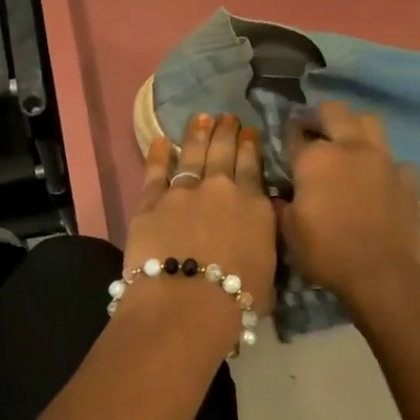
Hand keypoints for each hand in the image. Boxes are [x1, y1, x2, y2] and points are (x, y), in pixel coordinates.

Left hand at [121, 113, 276, 320]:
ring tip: (201, 118)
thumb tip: (260, 223)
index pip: (253, 167)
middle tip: (226, 117)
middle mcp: (221, 189)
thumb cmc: (236, 300)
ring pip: (193, 155)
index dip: (250, 146)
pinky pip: (155, 172)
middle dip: (226, 132)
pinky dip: (158, 154)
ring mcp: (184, 192)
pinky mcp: (151, 202)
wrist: (187, 303)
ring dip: (198, 134)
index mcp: (254, 206)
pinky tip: (161, 140)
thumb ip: (263, 239)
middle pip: (223, 153)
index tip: (249, 131)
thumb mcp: (268, 270)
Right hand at [281, 102, 419, 307]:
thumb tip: (280, 196)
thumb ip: (282, 206)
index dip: (286, 134)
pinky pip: (395, 160)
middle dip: (319, 116)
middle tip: (312, 129)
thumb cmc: (327, 252)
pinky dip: (384, 165)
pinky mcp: (407, 179)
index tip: (284, 140)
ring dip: (355, 126)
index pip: (294, 133)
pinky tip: (378, 178)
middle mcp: (350, 148)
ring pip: (370, 122)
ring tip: (347, 143)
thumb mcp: (289, 233)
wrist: (382, 274)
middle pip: (334, 111)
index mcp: (315, 158)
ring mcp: (383, 160)